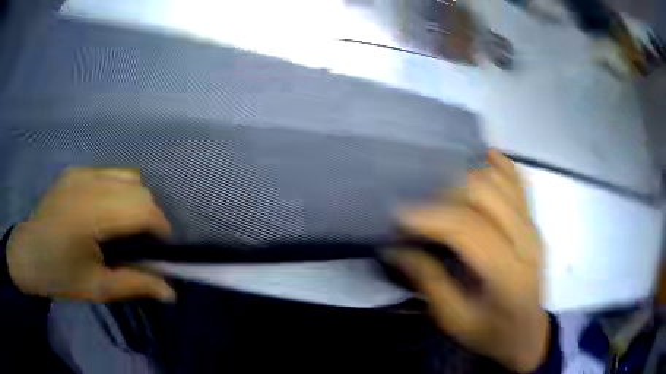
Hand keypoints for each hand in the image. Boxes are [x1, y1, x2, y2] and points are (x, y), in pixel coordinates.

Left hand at [7, 168, 175, 302]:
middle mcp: (88, 182)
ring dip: (137, 200)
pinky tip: (108, 213)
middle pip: (138, 187)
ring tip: (128, 226)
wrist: (26, 255)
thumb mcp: (97, 289)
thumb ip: (135, 285)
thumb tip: (171, 293)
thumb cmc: (58, 275)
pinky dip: (120, 191)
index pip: (142, 207)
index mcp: (91, 212)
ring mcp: (80, 172)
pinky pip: (109, 174)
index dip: (161, 227)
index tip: (163, 250)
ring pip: (127, 175)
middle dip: (151, 214)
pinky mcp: (75, 172)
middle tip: (145, 243)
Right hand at [390, 150, 547, 372]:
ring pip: (499, 179)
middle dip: (443, 194)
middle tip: (420, 211)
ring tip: (440, 193)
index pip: (469, 228)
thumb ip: (429, 282)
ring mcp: (533, 225)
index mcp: (509, 273)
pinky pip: (518, 179)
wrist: (527, 334)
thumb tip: (398, 249)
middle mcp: (526, 240)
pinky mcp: (534, 220)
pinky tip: (480, 158)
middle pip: (484, 193)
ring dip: (465, 178)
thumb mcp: (455, 320)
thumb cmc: (492, 333)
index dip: (432, 216)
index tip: (399, 215)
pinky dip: (498, 164)